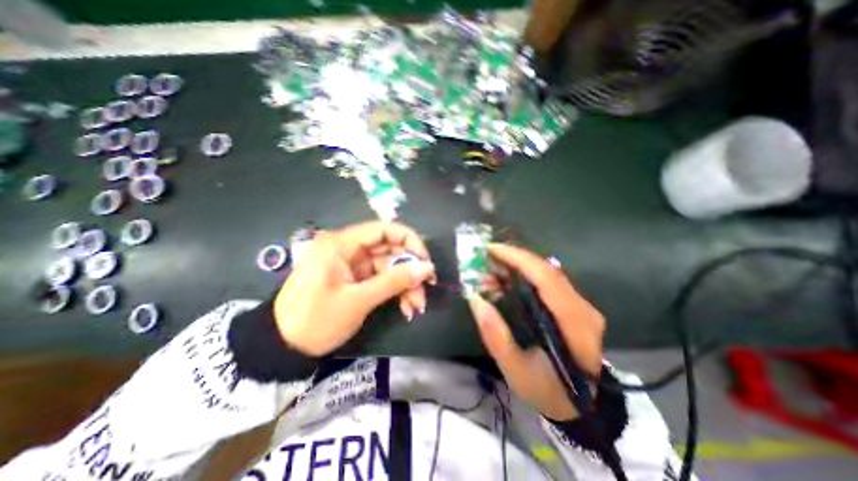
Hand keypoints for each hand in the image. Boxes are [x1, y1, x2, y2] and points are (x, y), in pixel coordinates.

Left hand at [275, 221, 436, 356]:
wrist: (283, 347)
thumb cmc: (316, 320)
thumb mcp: (358, 300)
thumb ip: (394, 281)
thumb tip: (426, 268)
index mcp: (342, 243)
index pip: (384, 229)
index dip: (409, 241)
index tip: (425, 261)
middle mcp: (349, 249)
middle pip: (390, 250)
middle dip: (410, 270)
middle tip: (426, 289)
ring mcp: (353, 265)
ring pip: (389, 267)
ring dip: (406, 285)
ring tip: (417, 306)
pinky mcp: (356, 279)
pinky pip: (382, 280)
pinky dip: (395, 292)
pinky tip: (406, 308)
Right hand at [468, 244, 602, 420]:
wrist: (581, 406)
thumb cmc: (548, 390)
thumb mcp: (516, 371)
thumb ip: (496, 337)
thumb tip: (476, 299)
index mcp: (574, 325)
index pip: (547, 278)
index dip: (519, 258)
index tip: (492, 249)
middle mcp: (583, 309)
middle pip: (547, 270)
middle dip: (514, 258)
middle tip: (486, 258)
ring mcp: (582, 305)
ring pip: (547, 272)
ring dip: (518, 266)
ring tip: (492, 270)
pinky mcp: (575, 305)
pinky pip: (548, 281)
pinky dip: (525, 275)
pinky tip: (506, 280)